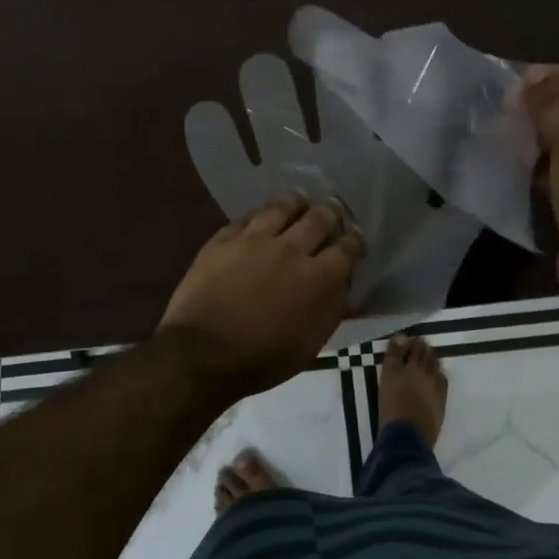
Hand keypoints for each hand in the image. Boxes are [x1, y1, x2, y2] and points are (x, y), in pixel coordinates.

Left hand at [160, 194, 365, 400]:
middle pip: (318, 218)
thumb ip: (331, 310)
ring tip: (300, 199)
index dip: (356, 240)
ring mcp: (255, 239)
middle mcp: (291, 249)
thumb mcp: (310, 345)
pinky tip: (262, 214)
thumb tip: (342, 286)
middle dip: (332, 212)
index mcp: (318, 277)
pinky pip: (247, 217)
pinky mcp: (224, 239)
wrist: (202, 354)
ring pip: (282, 208)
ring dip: (296, 202)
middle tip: (334, 208)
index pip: (347, 248)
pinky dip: (261, 214)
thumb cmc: (262, 359)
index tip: (357, 237)